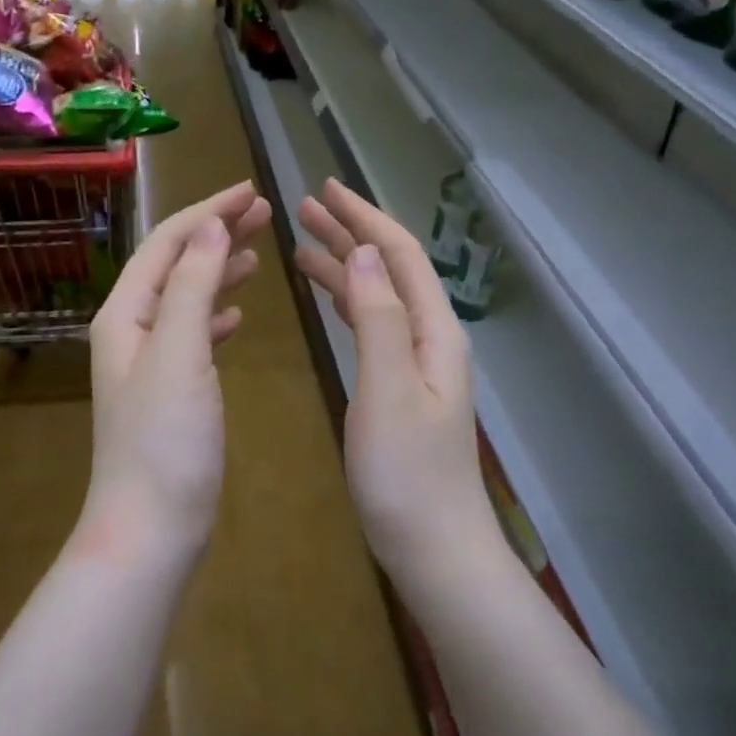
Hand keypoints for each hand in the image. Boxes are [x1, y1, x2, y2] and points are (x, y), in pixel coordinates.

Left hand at [82, 182, 271, 561]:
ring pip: (186, 298)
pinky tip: (240, 315)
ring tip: (258, 254)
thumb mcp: (178, 353)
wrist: (150, 526)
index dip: (208, 212)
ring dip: (220, 271)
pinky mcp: (170, 391)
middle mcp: (130, 330)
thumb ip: (192, 287)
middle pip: (176, 265)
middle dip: (216, 234)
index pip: (167, 244)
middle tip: (265, 212)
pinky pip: (194, 335)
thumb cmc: (164, 440)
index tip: (253, 190)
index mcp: (125, 314)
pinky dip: (217, 316)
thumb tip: (211, 227)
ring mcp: (149, 362)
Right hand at [293, 179, 495, 580]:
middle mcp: (429, 338)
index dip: (362, 218)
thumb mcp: (387, 391)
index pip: (397, 255)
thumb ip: (377, 319)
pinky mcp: (398, 388)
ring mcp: (415, 364)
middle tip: (303, 208)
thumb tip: (359, 253)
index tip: (324, 189)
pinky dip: (346, 304)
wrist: (434, 546)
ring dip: (343, 266)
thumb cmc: (406, 473)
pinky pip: (372, 327)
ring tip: (301, 244)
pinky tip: (326, 299)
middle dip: (349, 233)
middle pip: (388, 269)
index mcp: (433, 331)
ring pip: (377, 297)